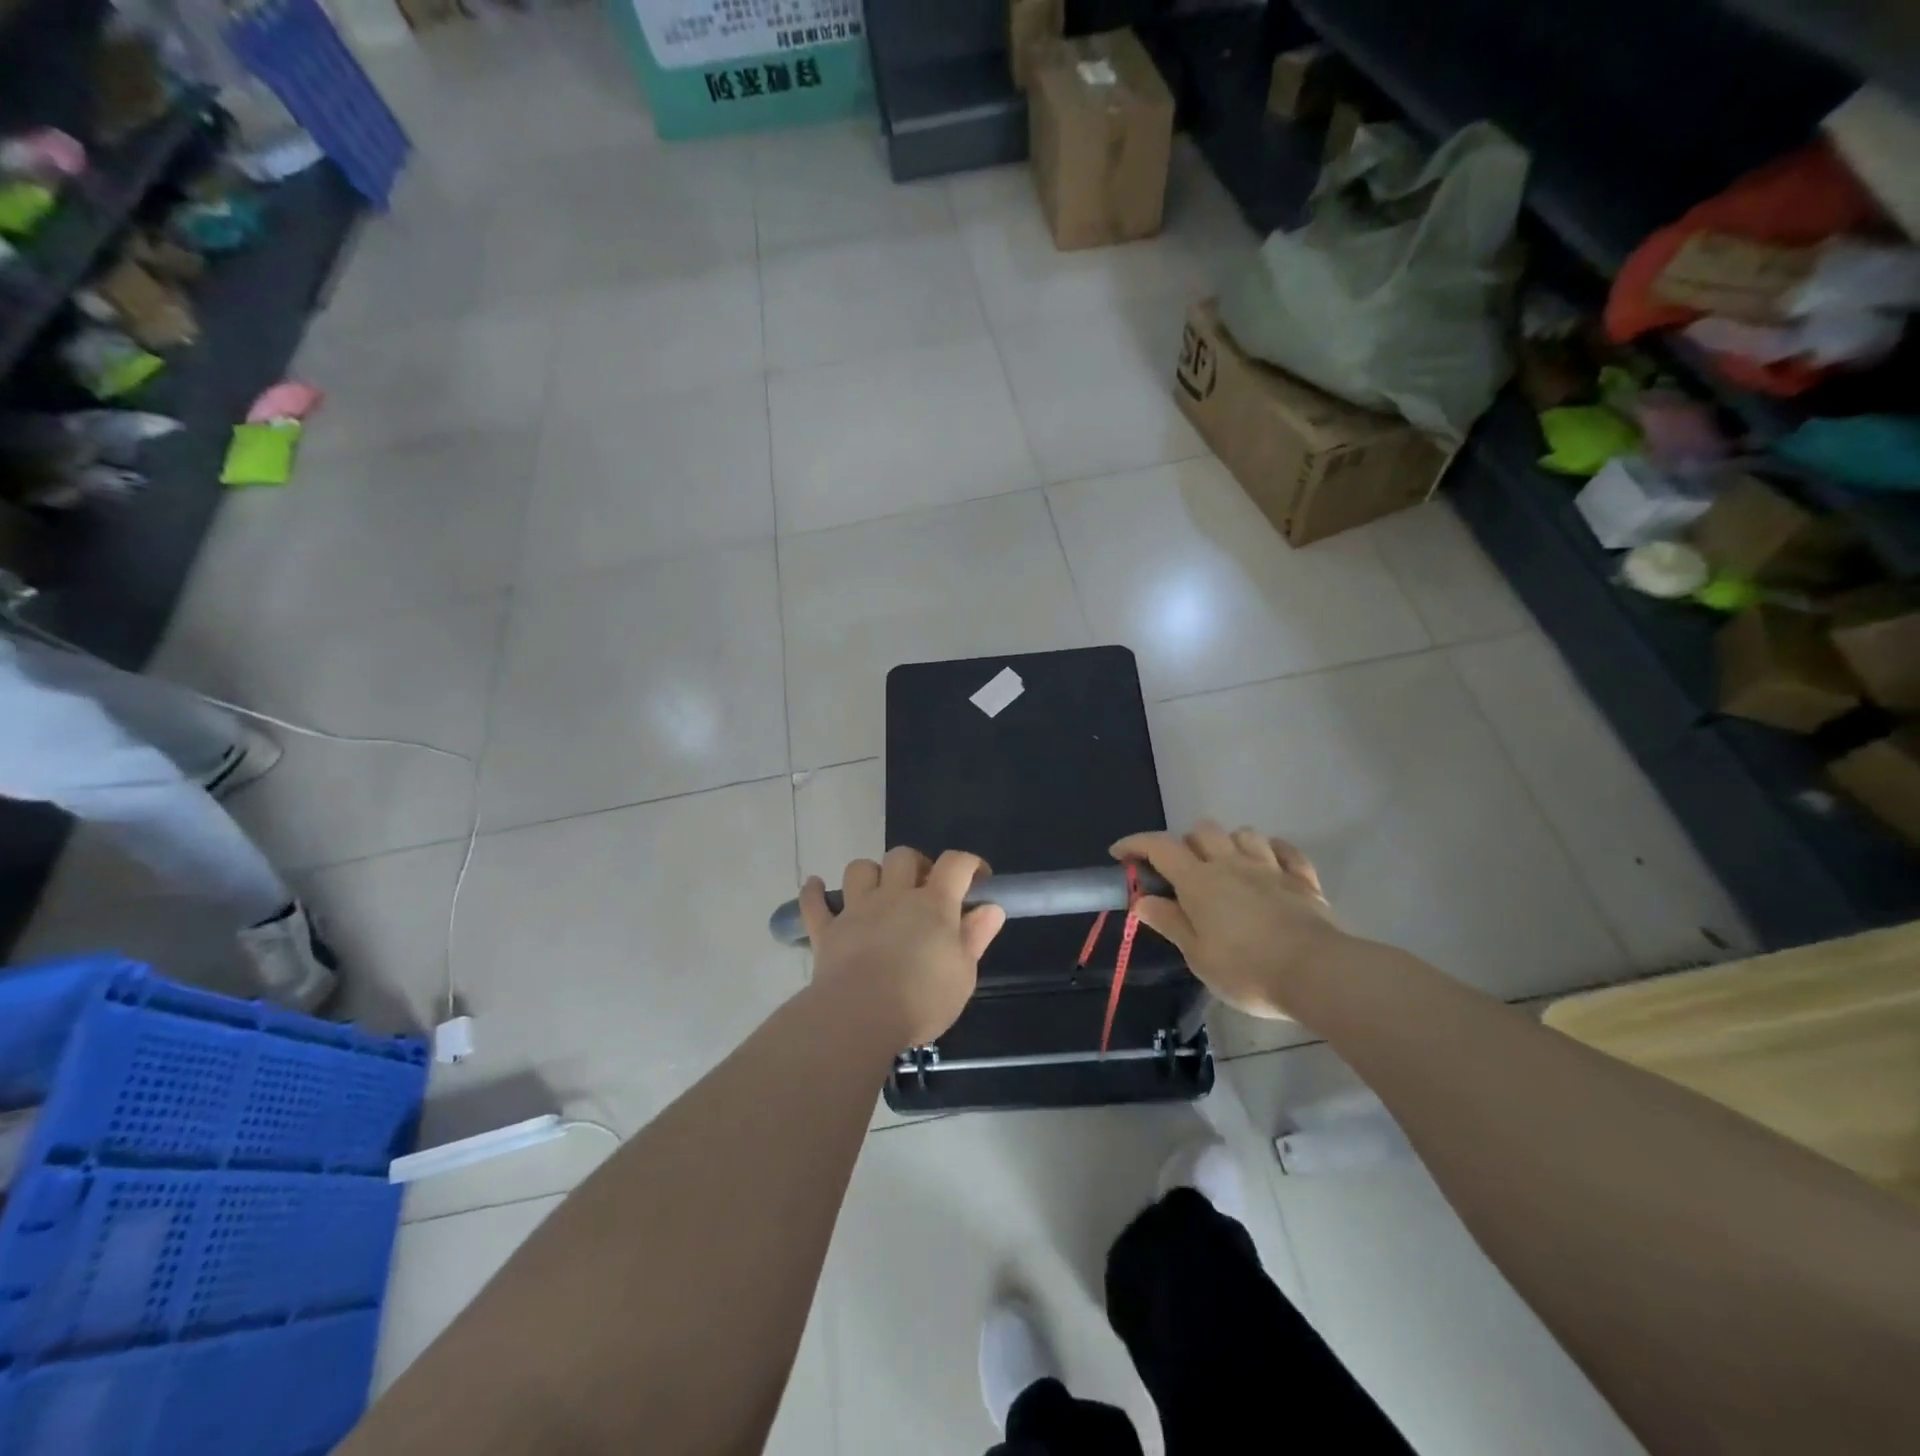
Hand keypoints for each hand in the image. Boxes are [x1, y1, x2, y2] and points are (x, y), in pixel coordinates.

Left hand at [799, 847, 1006, 1046]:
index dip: (969, 863)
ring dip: (870, 874)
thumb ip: (976, 937)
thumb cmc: (921, 998)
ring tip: (878, 892)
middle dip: (915, 864)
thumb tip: (991, 908)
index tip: (977, 879)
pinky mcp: (827, 930)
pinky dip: (814, 893)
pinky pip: (814, 903)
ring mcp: (856, 909)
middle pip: (902, 856)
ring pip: (859, 869)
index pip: (955, 864)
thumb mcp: (963, 974)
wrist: (860, 1016)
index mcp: (933, 904)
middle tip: (923, 889)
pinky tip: (816, 887)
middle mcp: (894, 896)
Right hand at [1112, 821, 1347, 1019]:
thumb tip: (1141, 901)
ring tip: (1225, 865)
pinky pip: (1286, 850)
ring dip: (1228, 843)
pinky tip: (1269, 863)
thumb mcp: (1197, 955)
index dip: (1135, 844)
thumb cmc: (1246, 969)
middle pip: (1202, 830)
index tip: (1120, 854)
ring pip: (1243, 833)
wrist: (1316, 973)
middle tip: (1181, 871)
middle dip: (1186, 843)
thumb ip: (1170, 922)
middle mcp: (1231, 863)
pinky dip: (1273, 851)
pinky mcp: (1302, 879)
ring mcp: (1269, 867)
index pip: (1159, 847)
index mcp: (1199, 881)